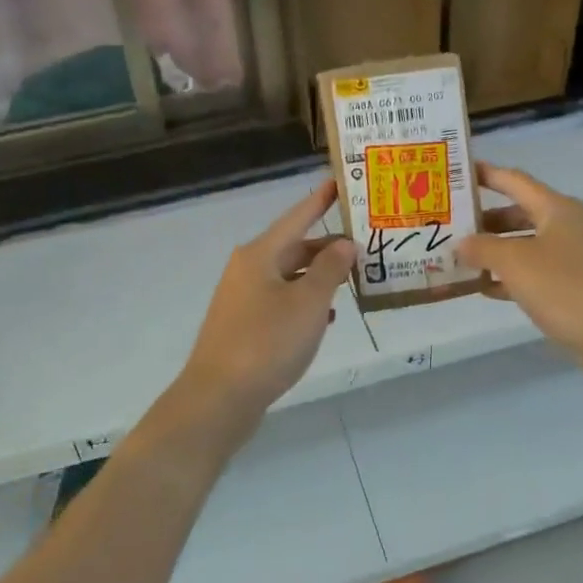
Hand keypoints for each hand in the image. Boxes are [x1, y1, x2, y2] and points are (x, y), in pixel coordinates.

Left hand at [178, 179, 355, 423]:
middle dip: (327, 247)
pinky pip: (281, 303)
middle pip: (294, 248)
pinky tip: (327, 317)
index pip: (296, 217)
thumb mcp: (308, 302)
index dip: (320, 201)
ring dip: (319, 277)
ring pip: (289, 277)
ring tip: (353, 279)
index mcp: (259, 255)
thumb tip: (344, 244)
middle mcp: (248, 270)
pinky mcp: (244, 328)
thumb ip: (330, 270)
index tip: (339, 183)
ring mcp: (243, 300)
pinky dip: (305, 304)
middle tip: (363, 244)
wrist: (219, 398)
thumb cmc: (267, 342)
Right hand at [455, 162, 582, 385]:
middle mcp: (566, 226)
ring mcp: (573, 257)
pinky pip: (534, 272)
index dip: (485, 174)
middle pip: (518, 212)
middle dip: (484, 218)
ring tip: (458, 257)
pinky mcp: (574, 286)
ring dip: (494, 250)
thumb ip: (483, 248)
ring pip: (525, 244)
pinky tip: (484, 288)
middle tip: (449, 224)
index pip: (514, 180)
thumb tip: (461, 243)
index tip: (454, 173)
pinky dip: (509, 276)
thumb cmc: (567, 289)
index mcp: (556, 208)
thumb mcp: (516, 263)